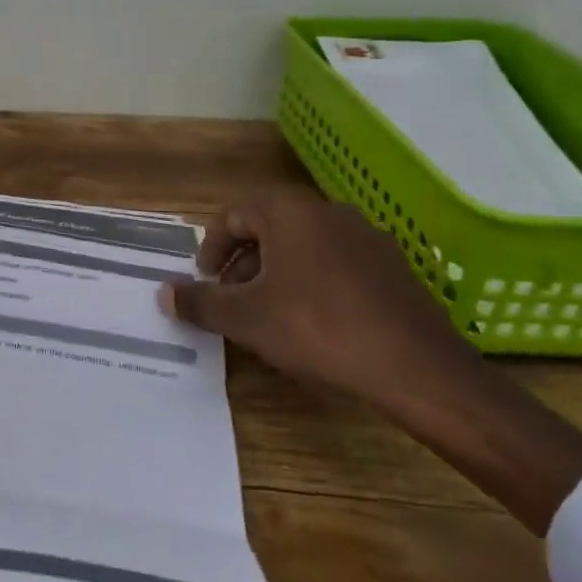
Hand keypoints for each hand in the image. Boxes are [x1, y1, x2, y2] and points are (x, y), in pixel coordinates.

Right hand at [160, 185, 476, 415]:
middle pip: (269, 227)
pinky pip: (337, 264)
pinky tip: (315, 324)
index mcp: (289, 212)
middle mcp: (328, 212)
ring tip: (269, 314)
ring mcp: (367, 238)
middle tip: (231, 298)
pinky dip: (313, 283)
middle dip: (243, 262)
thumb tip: (163, 292)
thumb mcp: (246, 319)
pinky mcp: (394, 268)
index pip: (234, 214)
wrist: (418, 369)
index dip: (212, 247)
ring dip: (276, 273)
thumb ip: (200, 302)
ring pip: (304, 246)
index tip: (206, 280)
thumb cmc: (318, 329)